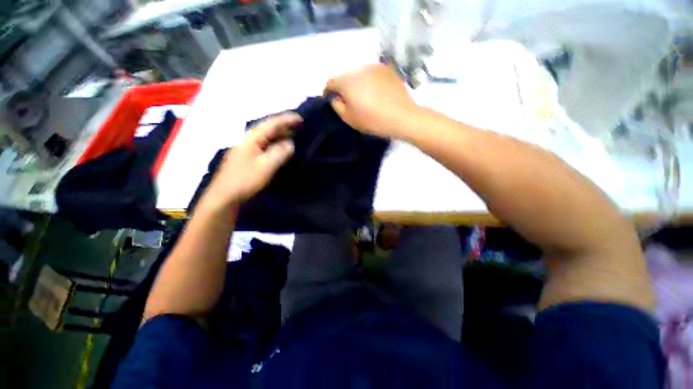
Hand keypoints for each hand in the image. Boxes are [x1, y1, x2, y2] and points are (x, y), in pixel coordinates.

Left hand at [203, 113, 301, 209]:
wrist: (225, 195)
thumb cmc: (245, 179)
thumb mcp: (266, 166)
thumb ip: (279, 153)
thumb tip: (290, 144)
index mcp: (251, 137)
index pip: (271, 123)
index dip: (286, 120)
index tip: (300, 118)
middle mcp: (248, 138)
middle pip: (268, 128)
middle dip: (284, 125)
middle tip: (300, 126)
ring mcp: (247, 147)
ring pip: (267, 137)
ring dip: (280, 135)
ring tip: (294, 134)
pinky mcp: (248, 156)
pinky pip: (265, 145)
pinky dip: (275, 144)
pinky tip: (282, 147)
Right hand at [324, 64, 420, 138]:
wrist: (402, 116)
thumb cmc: (373, 120)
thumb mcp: (349, 118)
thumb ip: (337, 106)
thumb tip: (335, 97)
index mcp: (347, 81)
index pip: (330, 82)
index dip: (328, 92)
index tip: (331, 100)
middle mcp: (358, 68)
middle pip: (345, 76)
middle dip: (343, 87)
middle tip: (349, 101)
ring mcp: (374, 66)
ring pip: (359, 73)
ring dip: (357, 83)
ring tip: (364, 96)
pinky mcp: (387, 68)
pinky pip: (372, 73)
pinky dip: (370, 81)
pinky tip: (376, 92)